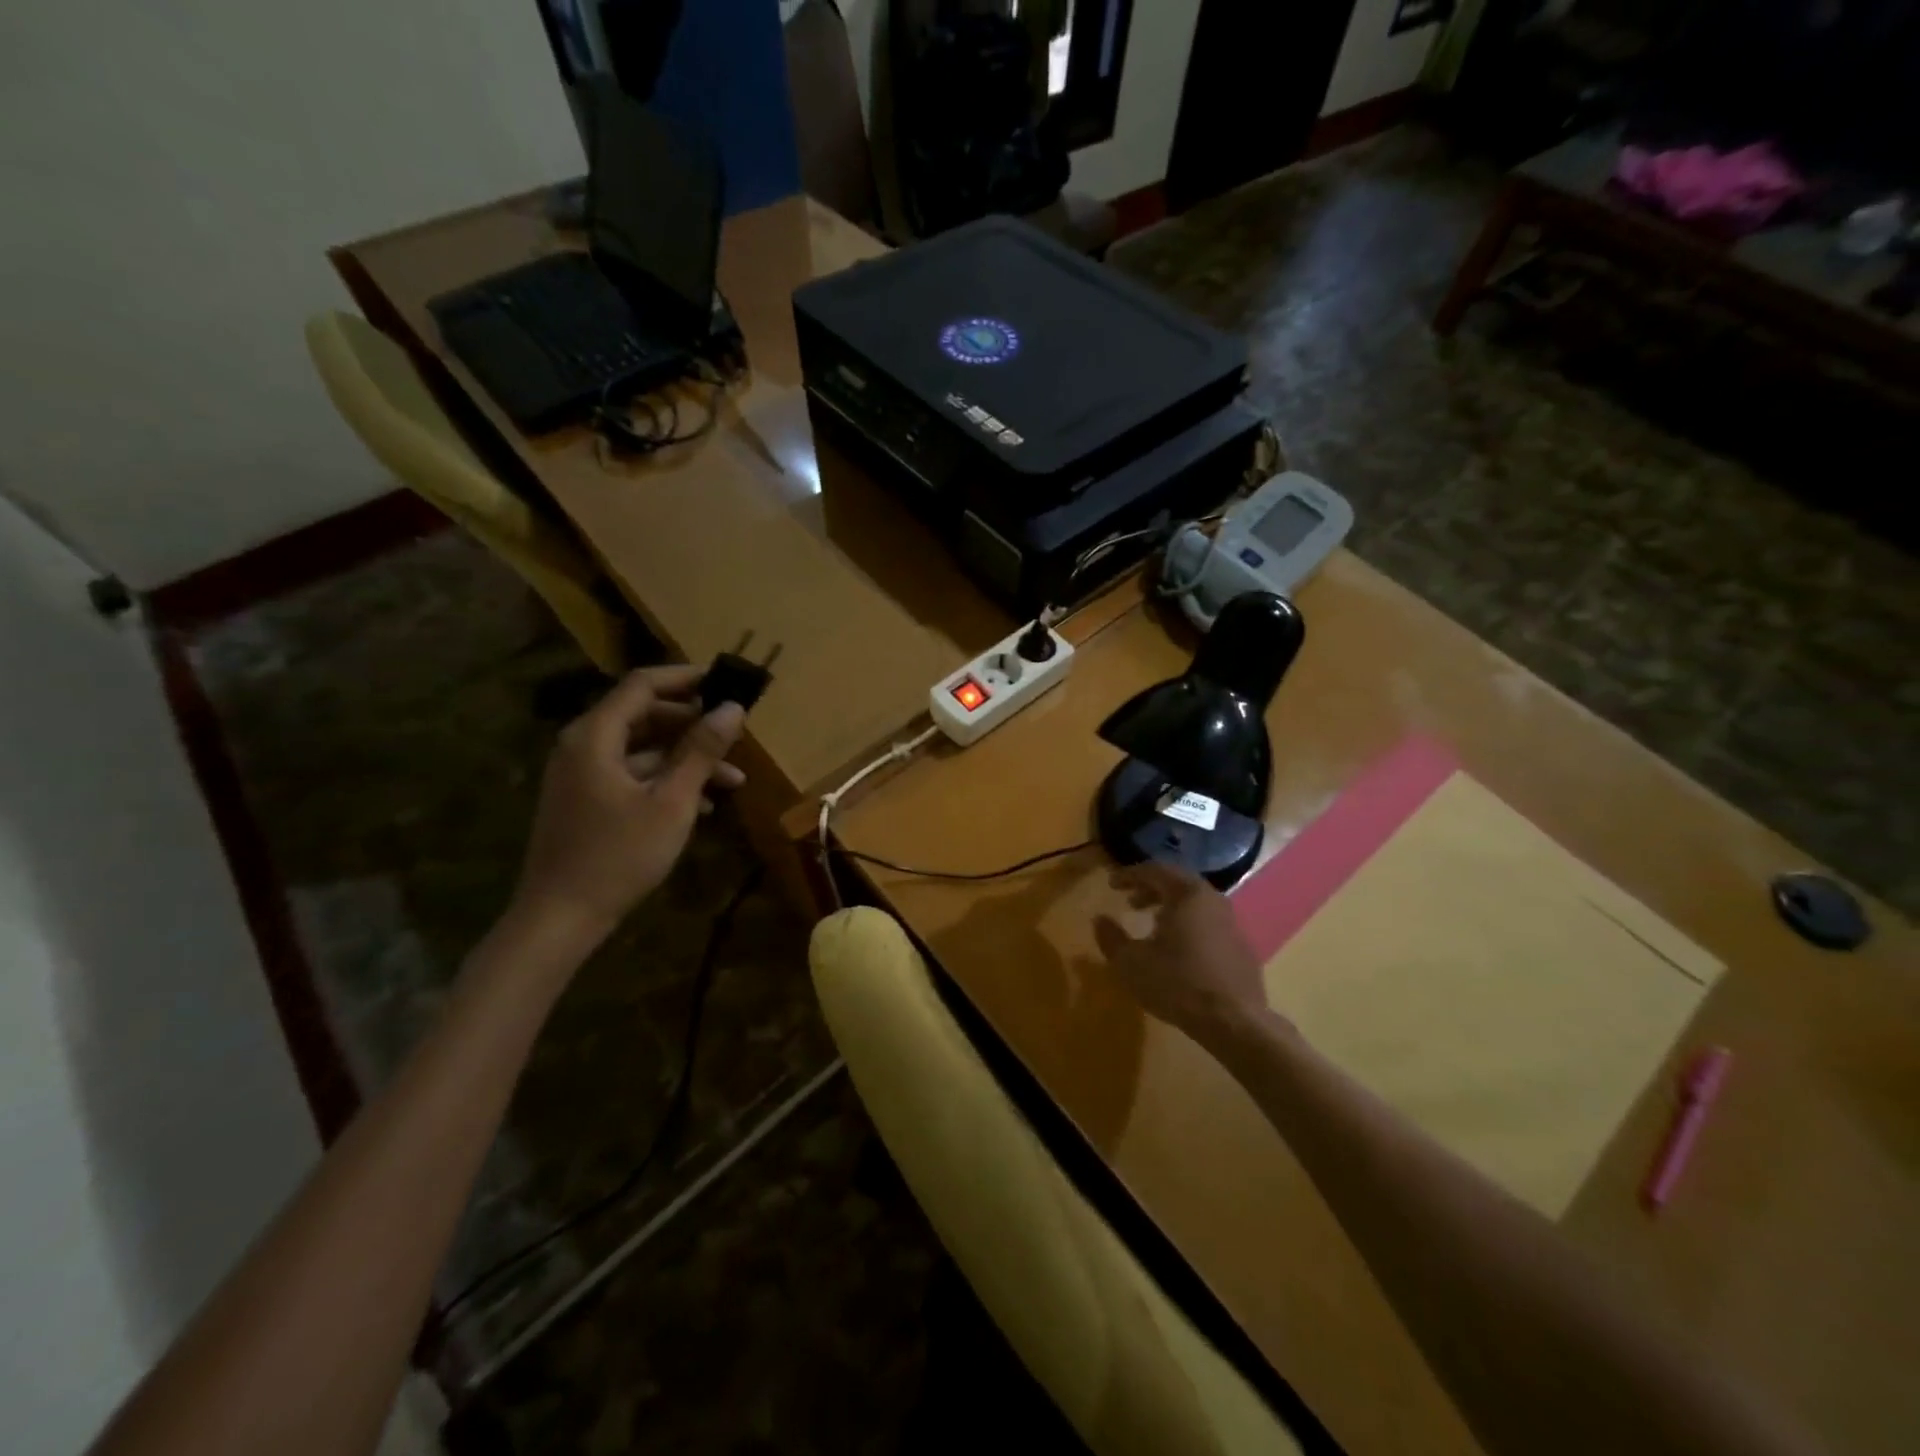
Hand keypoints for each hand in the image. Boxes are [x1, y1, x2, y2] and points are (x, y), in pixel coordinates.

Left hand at [511, 666, 745, 941]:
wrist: (561, 917)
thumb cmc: (619, 855)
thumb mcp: (671, 801)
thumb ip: (701, 751)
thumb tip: (733, 708)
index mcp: (595, 736)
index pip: (643, 685)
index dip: (687, 678)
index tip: (727, 683)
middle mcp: (584, 745)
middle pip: (644, 714)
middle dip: (693, 724)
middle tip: (735, 734)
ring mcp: (583, 774)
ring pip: (643, 748)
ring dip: (687, 758)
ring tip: (733, 779)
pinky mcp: (588, 799)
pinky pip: (632, 774)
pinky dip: (667, 780)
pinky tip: (703, 803)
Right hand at [1092, 863, 1273, 1047]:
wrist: (1234, 1022)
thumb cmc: (1177, 983)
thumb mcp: (1130, 962)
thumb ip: (1111, 937)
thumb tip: (1100, 919)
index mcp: (1188, 894)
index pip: (1155, 870)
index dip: (1130, 875)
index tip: (1111, 884)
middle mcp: (1213, 900)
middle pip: (1178, 884)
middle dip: (1151, 890)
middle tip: (1130, 902)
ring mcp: (1233, 924)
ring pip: (1196, 905)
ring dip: (1171, 908)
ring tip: (1152, 925)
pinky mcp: (1242, 949)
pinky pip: (1210, 925)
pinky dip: (1189, 926)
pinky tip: (1179, 950)